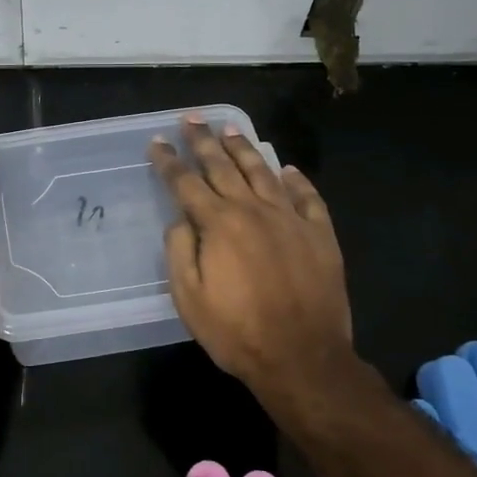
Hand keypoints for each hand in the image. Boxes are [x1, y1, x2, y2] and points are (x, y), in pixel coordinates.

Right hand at [148, 118, 356, 397]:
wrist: (302, 357)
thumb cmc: (236, 331)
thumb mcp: (189, 298)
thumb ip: (180, 252)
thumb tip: (181, 220)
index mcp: (218, 224)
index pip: (186, 183)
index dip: (168, 161)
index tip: (156, 142)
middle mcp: (253, 211)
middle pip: (223, 167)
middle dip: (203, 141)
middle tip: (191, 119)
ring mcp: (290, 219)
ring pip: (263, 173)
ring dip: (244, 149)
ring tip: (230, 129)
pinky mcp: (320, 235)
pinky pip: (307, 198)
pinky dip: (296, 180)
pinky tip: (286, 169)